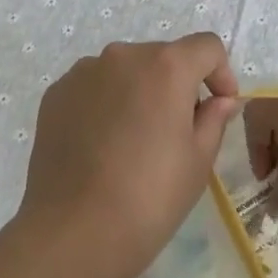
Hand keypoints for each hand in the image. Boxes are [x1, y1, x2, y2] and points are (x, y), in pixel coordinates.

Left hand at [19, 34, 239, 277]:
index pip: (206, 47)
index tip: (220, 106)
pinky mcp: (57, 92)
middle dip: (178, 85)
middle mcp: (123, 55)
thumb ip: (214, 119)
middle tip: (178, 132)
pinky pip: (93, 87)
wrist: (74, 231)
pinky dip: (105, 104)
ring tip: (135, 142)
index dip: (221, 72)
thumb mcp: (198, 161)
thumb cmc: (150, 196)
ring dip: (139, 92)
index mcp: (166, 65)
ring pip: (125, 71)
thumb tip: (219, 100)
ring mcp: (84, 71)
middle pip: (163, 57)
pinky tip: (102, 146)